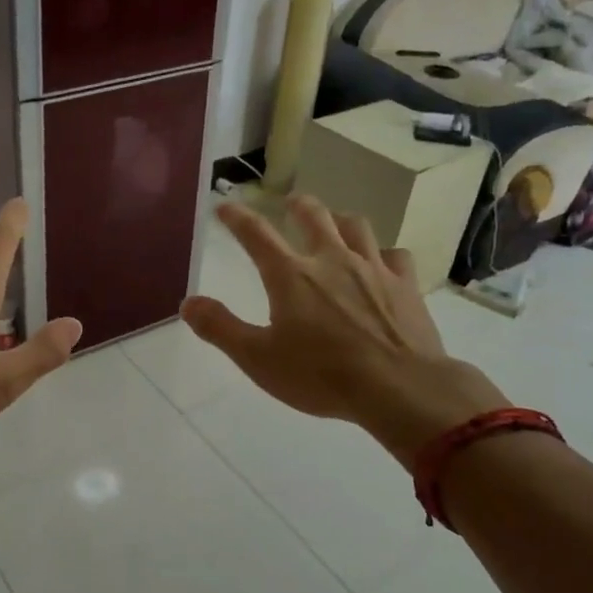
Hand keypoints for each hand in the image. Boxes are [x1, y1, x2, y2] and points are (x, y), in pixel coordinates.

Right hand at [181, 195, 506, 455]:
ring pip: (356, 226)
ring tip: (336, 223)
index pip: (256, 234)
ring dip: (340, 220)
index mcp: (290, 275)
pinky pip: (394, 255)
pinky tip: (382, 263)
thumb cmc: (321, 375)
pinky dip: (383, 254)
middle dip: (298, 205)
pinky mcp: (405, 285)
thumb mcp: (258, 359)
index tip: (226, 205)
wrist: (400, 388)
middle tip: (290, 203)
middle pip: (314, 215)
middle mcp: (331, 260)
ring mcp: (372, 269)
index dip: (238, 217)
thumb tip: (188, 303)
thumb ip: (220, 328)